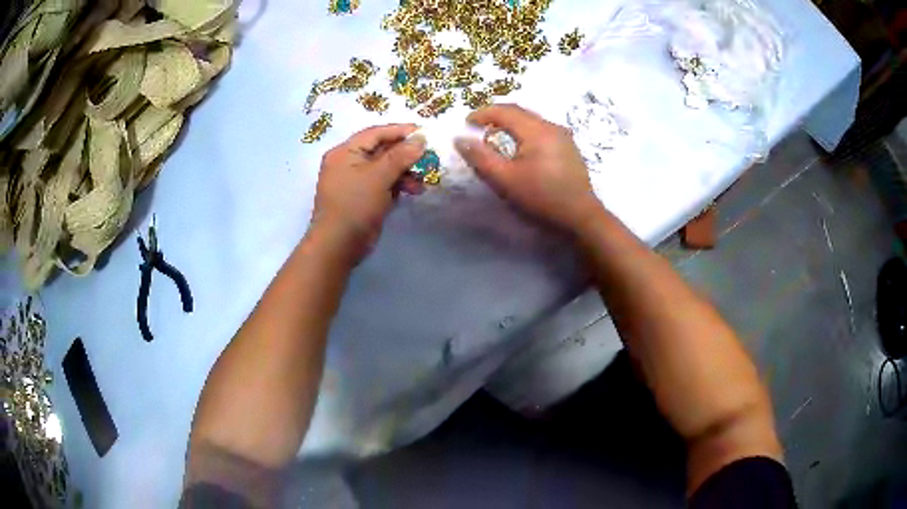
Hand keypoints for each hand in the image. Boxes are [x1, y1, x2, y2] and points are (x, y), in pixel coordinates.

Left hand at [310, 124, 425, 261]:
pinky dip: (398, 185)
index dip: (400, 131)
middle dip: (406, 155)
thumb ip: (400, 156)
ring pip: (385, 168)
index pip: (376, 133)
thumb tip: (421, 138)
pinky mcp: (363, 197)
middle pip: (382, 150)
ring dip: (405, 172)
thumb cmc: (355, 205)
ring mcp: (355, 181)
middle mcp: (348, 162)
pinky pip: (384, 183)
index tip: (425, 132)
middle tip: (429, 158)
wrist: (338, 245)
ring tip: (422, 182)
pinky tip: (413, 191)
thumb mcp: (378, 176)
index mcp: (345, 152)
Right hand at [454, 104, 602, 233]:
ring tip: (497, 136)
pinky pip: (542, 130)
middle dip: (497, 115)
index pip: (504, 111)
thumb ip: (481, 158)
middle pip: (520, 112)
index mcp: (536, 130)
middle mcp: (551, 126)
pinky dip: (525, 132)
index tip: (466, 123)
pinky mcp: (569, 148)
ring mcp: (563, 136)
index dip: (482, 113)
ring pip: (532, 120)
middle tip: (479, 126)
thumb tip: (459, 139)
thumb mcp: (505, 180)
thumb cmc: (541, 197)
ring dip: (512, 123)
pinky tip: (521, 148)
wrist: (580, 216)